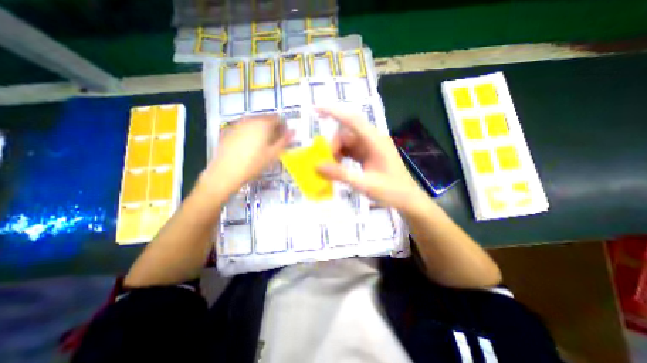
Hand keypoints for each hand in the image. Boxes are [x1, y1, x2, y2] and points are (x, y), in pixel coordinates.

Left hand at [193, 115, 292, 201]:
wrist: (226, 172)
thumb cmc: (254, 164)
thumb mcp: (273, 154)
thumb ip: (284, 141)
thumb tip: (293, 131)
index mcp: (263, 124)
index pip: (278, 118)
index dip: (283, 127)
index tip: (283, 137)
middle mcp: (250, 120)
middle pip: (265, 119)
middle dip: (272, 128)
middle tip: (273, 143)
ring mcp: (238, 124)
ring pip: (254, 123)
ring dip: (261, 130)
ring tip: (261, 145)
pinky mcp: (229, 130)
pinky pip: (245, 127)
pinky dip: (250, 133)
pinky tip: (248, 146)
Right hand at [316, 106, 428, 212]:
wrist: (408, 200)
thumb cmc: (391, 191)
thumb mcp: (364, 184)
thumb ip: (340, 174)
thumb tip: (317, 165)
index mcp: (376, 141)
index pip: (353, 120)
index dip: (334, 112)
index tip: (316, 109)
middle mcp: (373, 140)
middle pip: (347, 134)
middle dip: (333, 145)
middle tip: (324, 162)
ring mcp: (371, 147)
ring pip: (348, 143)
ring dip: (337, 152)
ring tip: (330, 167)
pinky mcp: (369, 155)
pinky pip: (351, 151)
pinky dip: (342, 157)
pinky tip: (338, 167)